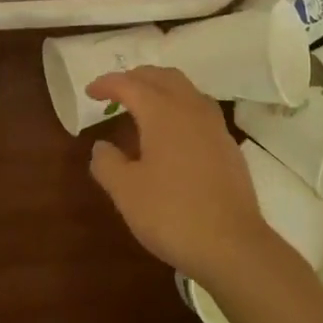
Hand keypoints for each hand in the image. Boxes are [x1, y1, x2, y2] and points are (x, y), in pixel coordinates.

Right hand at [85, 66, 276, 284]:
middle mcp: (191, 109)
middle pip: (162, 77)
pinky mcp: (229, 146)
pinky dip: (180, 107)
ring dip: (161, 88)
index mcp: (163, 112)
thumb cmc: (172, 214)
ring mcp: (215, 127)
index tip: (90, 92)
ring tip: (144, 105)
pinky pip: (200, 110)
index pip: (130, 85)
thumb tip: (102, 146)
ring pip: (186, 90)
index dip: (107, 84)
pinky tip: (173, 133)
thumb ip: (107, 163)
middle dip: (137, 78)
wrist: (232, 245)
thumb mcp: (126, 192)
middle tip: (116, 91)